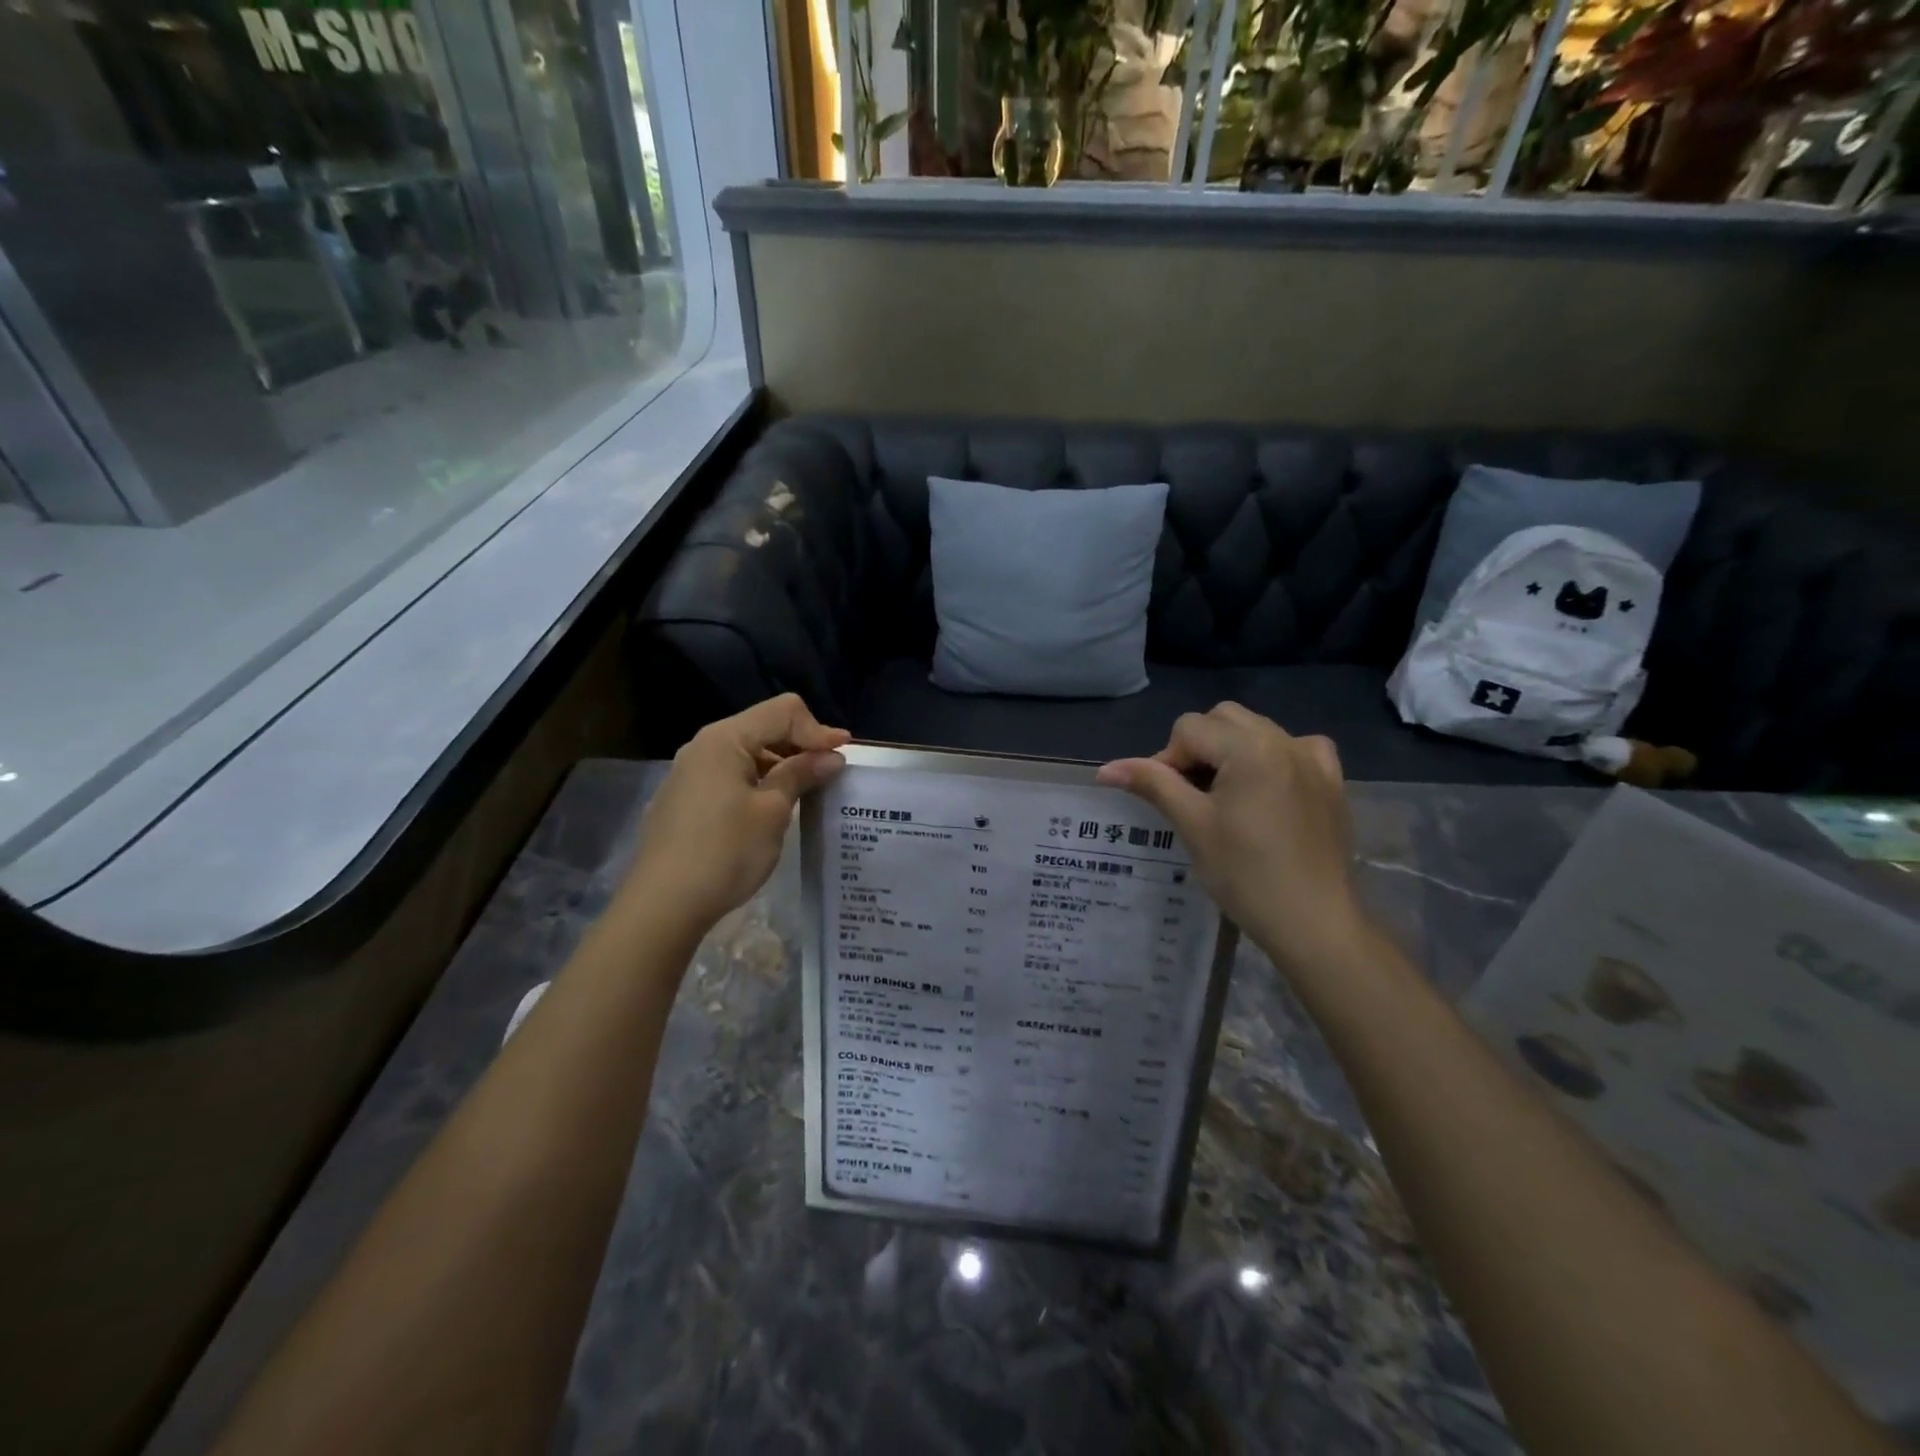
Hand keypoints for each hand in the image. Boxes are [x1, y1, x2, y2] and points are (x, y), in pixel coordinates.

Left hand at [625, 695, 849, 935]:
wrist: (663, 905)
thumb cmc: (725, 853)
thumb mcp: (772, 811)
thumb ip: (801, 774)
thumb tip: (831, 756)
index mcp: (724, 739)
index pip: (783, 712)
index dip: (818, 730)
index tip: (843, 757)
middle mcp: (703, 746)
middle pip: (764, 727)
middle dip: (801, 746)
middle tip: (830, 774)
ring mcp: (689, 772)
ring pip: (748, 753)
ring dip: (781, 766)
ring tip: (807, 793)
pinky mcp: (685, 798)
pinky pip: (731, 775)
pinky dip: (759, 782)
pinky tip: (772, 809)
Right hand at [1097, 703, 1371, 977]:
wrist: (1314, 923)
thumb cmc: (1246, 875)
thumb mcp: (1192, 825)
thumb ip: (1153, 784)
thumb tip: (1105, 769)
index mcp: (1250, 747)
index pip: (1188, 728)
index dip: (1167, 760)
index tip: (1168, 801)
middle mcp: (1284, 740)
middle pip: (1222, 718)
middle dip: (1197, 747)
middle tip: (1190, 795)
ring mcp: (1312, 758)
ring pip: (1256, 729)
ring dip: (1230, 749)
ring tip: (1223, 796)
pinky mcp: (1331, 780)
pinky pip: (1294, 747)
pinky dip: (1272, 756)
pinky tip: (1266, 787)